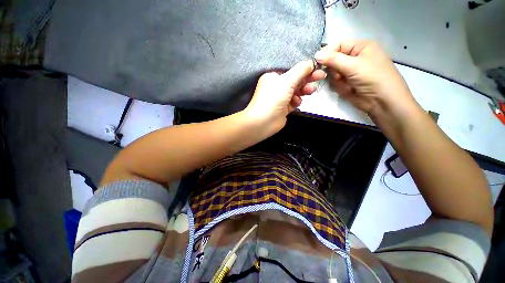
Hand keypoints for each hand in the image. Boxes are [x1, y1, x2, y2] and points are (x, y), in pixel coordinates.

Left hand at [244, 60, 325, 134]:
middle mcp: (276, 87)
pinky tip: (296, 102)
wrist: (263, 122)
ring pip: (296, 91)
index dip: (304, 68)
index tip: (317, 68)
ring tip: (310, 91)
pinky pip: (294, 102)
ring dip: (304, 90)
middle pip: (295, 80)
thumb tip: (311, 62)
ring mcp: (280, 98)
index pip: (291, 70)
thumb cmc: (273, 98)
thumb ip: (301, 70)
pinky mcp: (283, 108)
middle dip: (307, 79)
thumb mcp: (287, 81)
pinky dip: (296, 101)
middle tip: (321, 77)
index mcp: (273, 77)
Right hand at [314, 40, 419, 119]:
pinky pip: (335, 82)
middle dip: (334, 69)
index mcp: (360, 47)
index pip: (338, 45)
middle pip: (334, 60)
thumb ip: (333, 59)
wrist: (382, 101)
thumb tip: (316, 55)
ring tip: (347, 83)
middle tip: (339, 75)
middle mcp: (354, 57)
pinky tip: (348, 89)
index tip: (317, 62)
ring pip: (333, 72)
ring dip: (337, 79)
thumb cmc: (372, 77)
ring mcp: (350, 71)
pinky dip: (339, 86)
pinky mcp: (347, 83)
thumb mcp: (353, 65)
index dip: (327, 52)